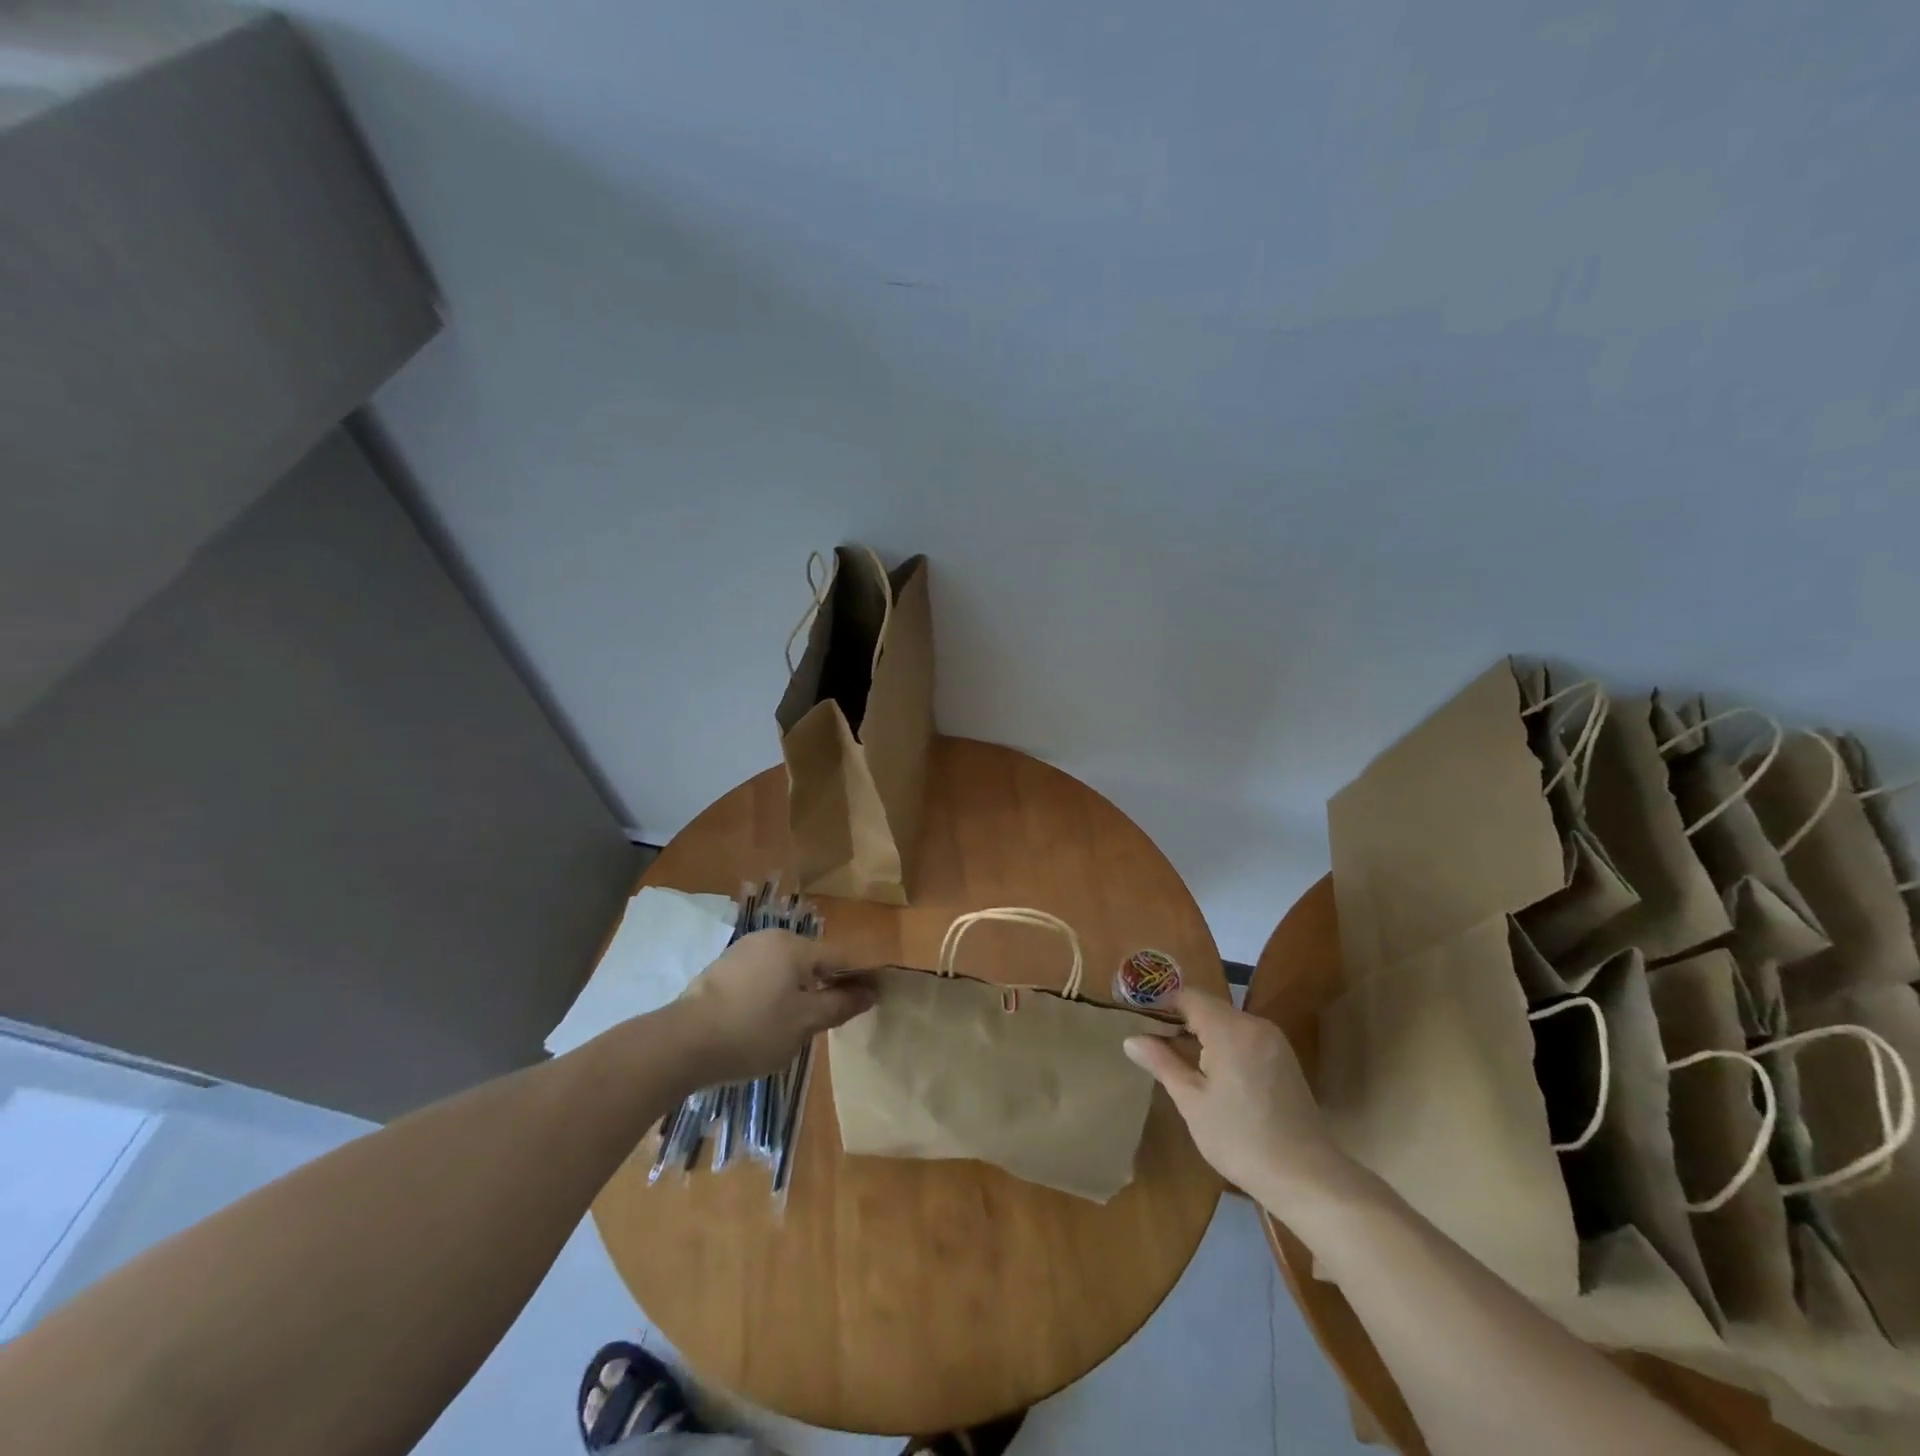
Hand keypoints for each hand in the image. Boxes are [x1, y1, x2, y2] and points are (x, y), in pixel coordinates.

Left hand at [674, 931, 875, 1081]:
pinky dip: (772, 994)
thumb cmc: (753, 1030)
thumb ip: (839, 1005)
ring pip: (785, 970)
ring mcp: (743, 951)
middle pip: (812, 961)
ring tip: (795, 1026)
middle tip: (830, 1021)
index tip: (874, 999)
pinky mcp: (722, 968)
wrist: (682, 1043)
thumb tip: (871, 992)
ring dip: (797, 992)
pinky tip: (764, 1022)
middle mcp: (771, 938)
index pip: (841, 958)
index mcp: (795, 946)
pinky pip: (762, 976)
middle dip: (825, 986)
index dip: (859, 978)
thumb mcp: (804, 1023)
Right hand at [1124, 989, 1347, 1205]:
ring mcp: (1273, 1041)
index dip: (1161, 1004)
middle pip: (1208, 1007)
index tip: (1138, 1020)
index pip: (1188, 996)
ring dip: (1200, 1034)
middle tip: (1151, 1043)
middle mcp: (1255, 1025)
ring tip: (1175, 1060)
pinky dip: (1222, 1044)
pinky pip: (1244, 1037)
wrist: (1306, 1178)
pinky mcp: (1283, 1059)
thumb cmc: (1240, 1139)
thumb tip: (1131, 1039)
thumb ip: (1162, 1063)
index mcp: (1230, 1029)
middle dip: (1179, 1021)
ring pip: (1226, 1023)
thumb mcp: (1192, 1101)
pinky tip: (1210, 1073)